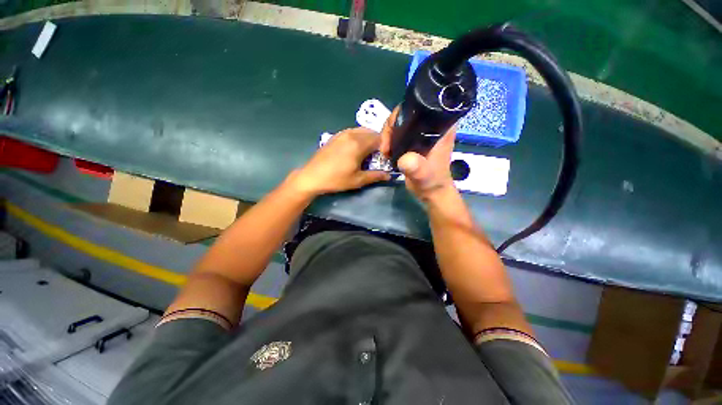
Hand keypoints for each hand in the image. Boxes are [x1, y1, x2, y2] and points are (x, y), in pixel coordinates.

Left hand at [290, 127, 390, 197]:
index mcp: (358, 144)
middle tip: (377, 156)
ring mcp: (342, 133)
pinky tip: (355, 148)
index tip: (384, 158)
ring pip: (361, 131)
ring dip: (368, 139)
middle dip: (378, 142)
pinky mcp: (335, 136)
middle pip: (371, 133)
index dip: (385, 147)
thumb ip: (375, 176)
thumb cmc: (336, 179)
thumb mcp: (357, 180)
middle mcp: (351, 135)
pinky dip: (358, 137)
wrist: (312, 176)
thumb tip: (389, 175)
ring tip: (367, 152)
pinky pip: (352, 132)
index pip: (379, 139)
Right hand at [380, 107, 456, 201]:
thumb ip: (417, 167)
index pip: (420, 106)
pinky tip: (386, 151)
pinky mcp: (415, 141)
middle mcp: (432, 126)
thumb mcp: (424, 175)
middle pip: (407, 113)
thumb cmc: (432, 182)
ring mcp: (422, 133)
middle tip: (385, 146)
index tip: (392, 131)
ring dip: (388, 134)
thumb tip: (404, 159)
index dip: (402, 113)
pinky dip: (390, 140)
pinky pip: (399, 133)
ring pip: (401, 123)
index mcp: (440, 127)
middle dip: (391, 127)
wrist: (430, 192)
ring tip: (385, 151)